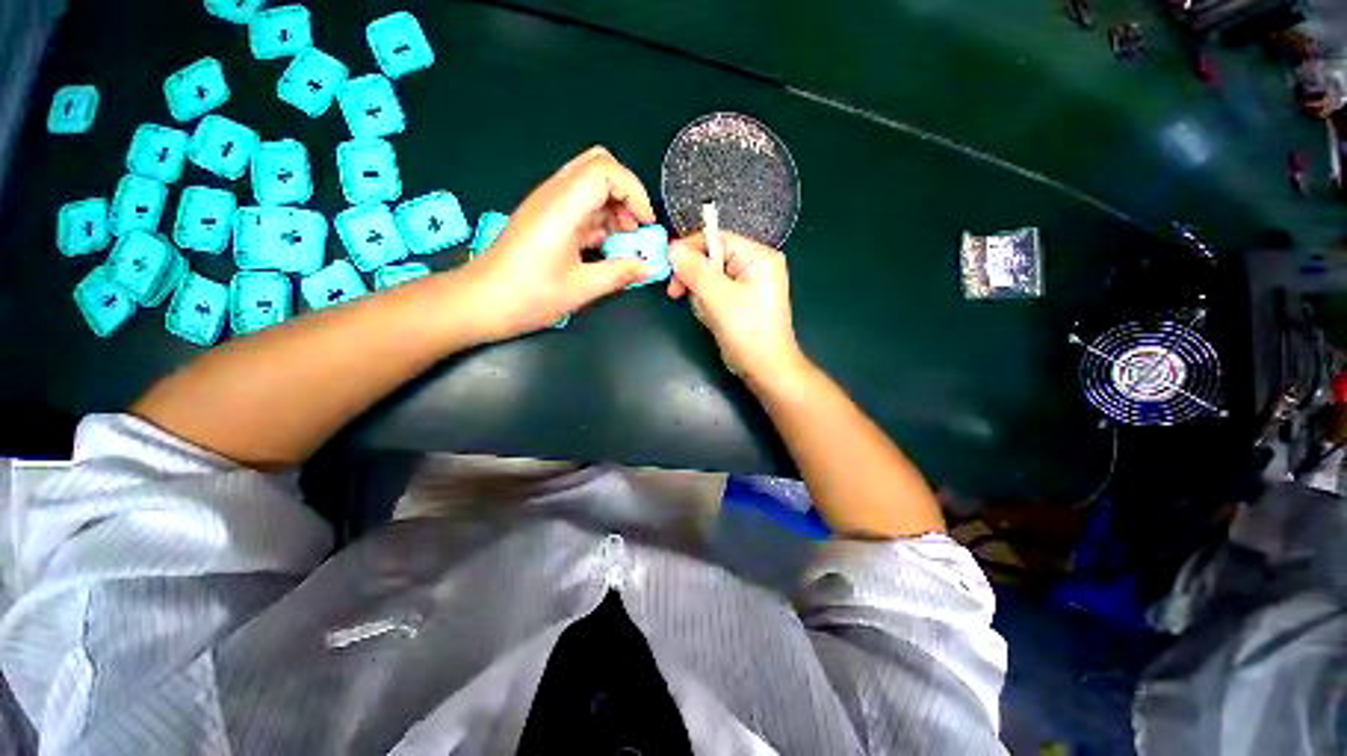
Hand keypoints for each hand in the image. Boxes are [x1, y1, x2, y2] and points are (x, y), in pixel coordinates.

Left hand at [458, 147, 656, 341]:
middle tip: (635, 229)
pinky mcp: (545, 217)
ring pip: (590, 185)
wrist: (481, 301)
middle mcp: (554, 195)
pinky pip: (580, 204)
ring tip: (624, 243)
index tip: (645, 225)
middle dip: (626, 194)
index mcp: (563, 206)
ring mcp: (547, 204)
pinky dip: (599, 219)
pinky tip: (604, 248)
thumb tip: (649, 267)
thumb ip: (620, 273)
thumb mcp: (582, 288)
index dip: (634, 191)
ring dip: (614, 208)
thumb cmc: (529, 295)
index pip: (606, 169)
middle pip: (599, 166)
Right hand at [667, 231, 806, 386]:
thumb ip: (695, 270)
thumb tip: (672, 247)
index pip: (717, 239)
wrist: (767, 370)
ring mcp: (749, 284)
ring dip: (701, 296)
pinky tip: (712, 320)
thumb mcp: (718, 298)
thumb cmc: (747, 332)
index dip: (689, 250)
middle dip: (695, 279)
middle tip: (677, 294)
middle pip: (712, 258)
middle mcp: (755, 265)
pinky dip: (708, 305)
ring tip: (708, 315)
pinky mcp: (742, 301)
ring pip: (710, 278)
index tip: (668, 267)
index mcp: (758, 257)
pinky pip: (716, 293)